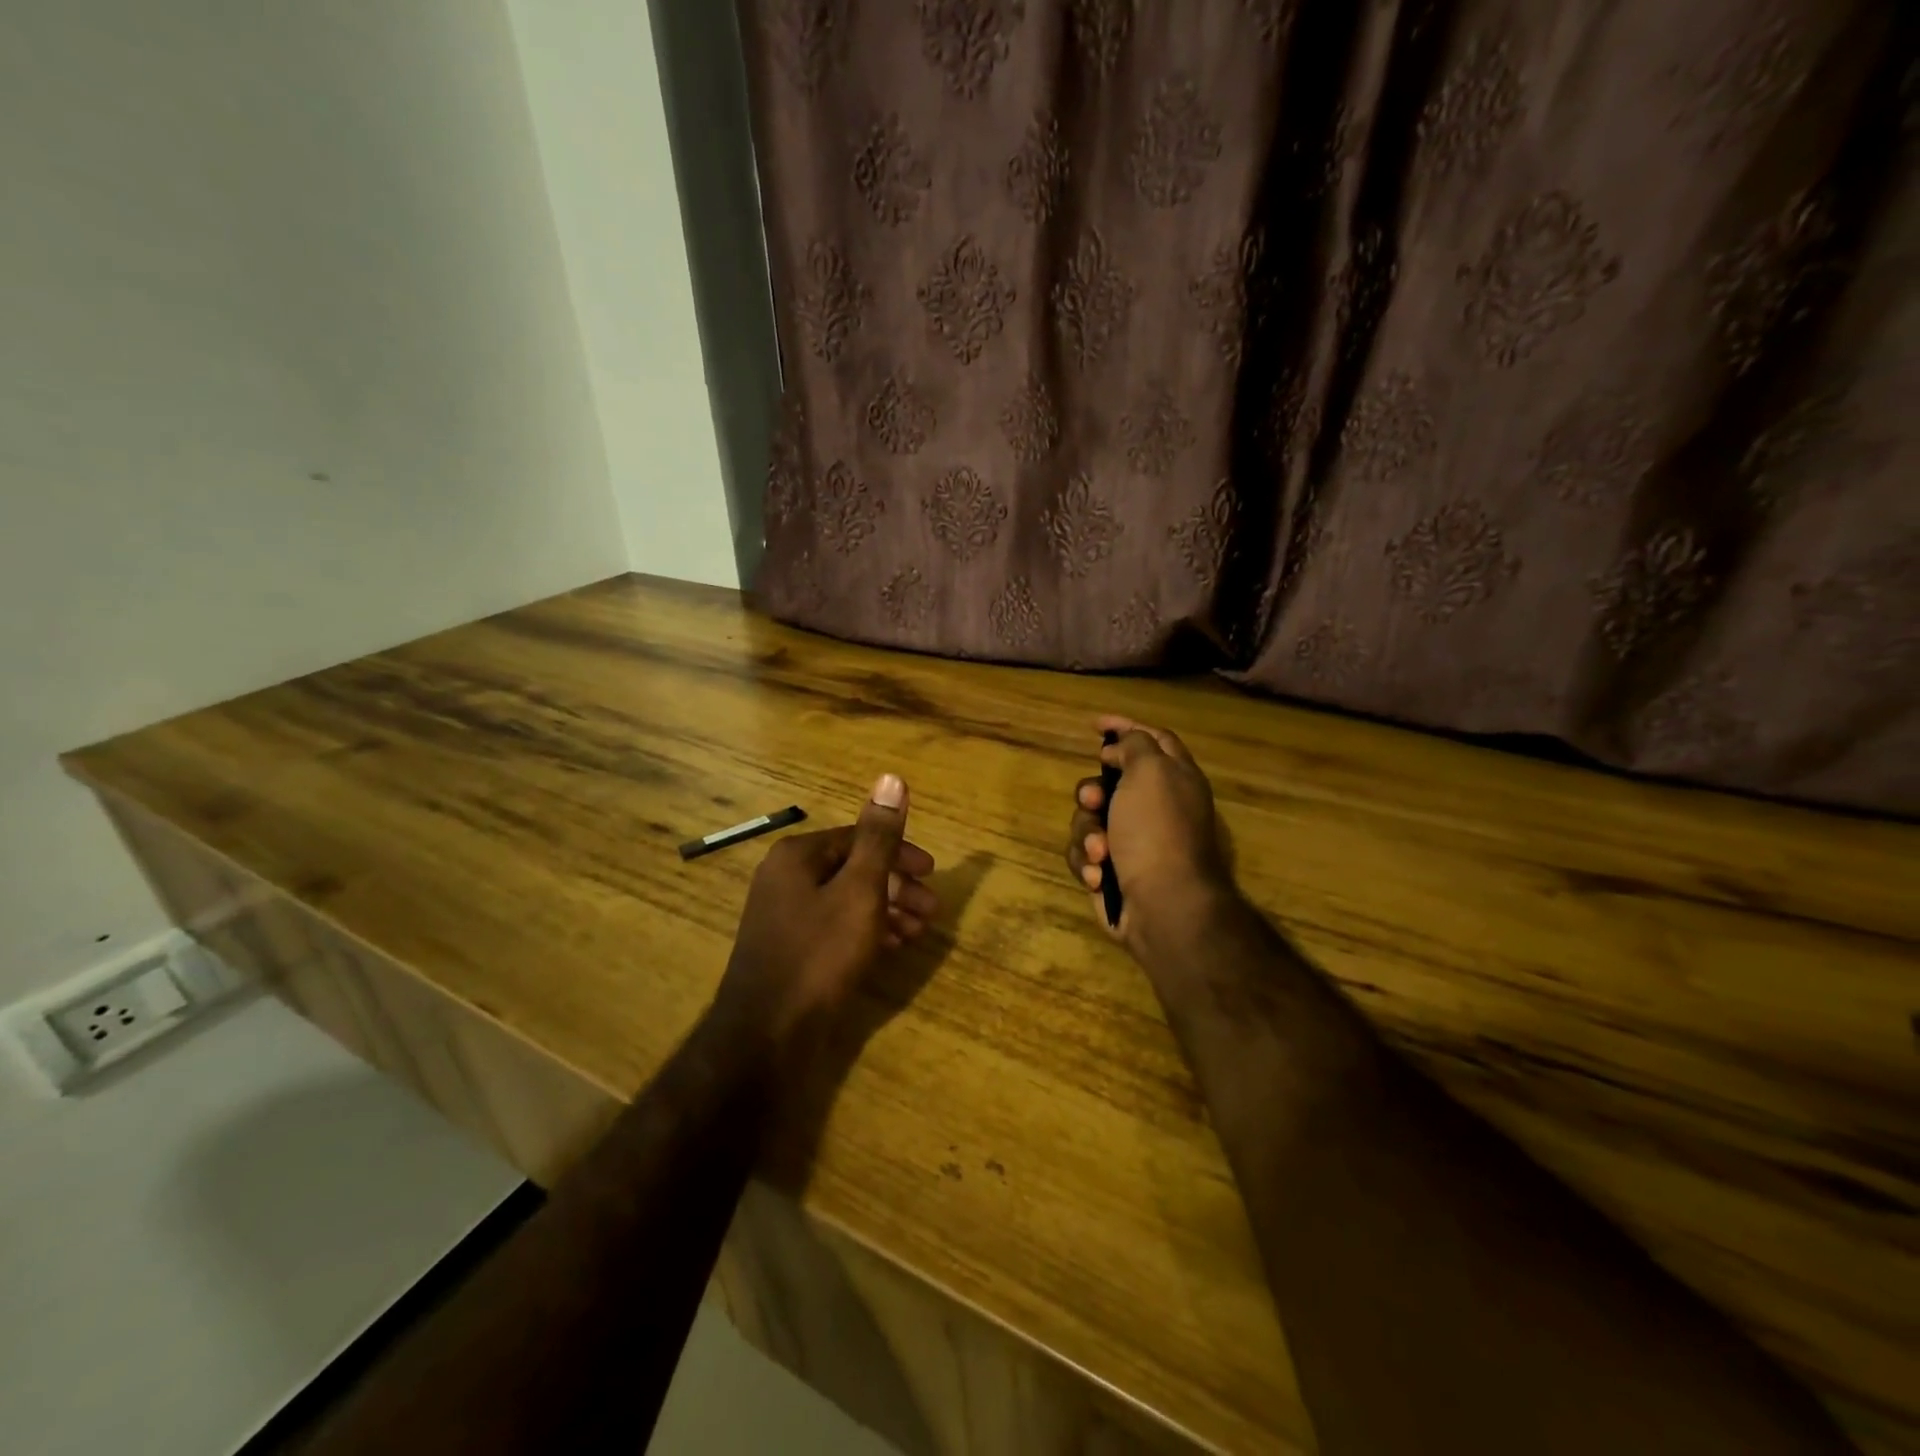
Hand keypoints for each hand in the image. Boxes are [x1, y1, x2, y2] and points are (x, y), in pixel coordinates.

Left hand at [714, 774, 938, 1047]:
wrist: (766, 1035)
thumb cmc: (820, 954)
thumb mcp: (860, 891)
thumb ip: (879, 837)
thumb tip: (892, 778)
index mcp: (798, 856)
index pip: (858, 838)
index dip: (900, 853)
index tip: (932, 874)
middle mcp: (785, 878)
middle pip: (853, 869)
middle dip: (898, 888)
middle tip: (933, 910)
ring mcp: (784, 916)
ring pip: (847, 901)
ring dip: (888, 911)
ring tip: (920, 933)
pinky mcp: (789, 949)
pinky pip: (835, 927)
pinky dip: (866, 932)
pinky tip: (892, 949)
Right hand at [1066, 716, 1233, 955]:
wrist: (1162, 905)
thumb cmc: (1157, 831)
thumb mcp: (1150, 771)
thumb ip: (1134, 745)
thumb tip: (1116, 751)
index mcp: (1173, 778)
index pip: (1151, 739)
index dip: (1124, 727)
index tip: (1095, 725)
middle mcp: (1153, 806)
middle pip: (1108, 781)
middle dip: (1091, 791)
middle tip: (1094, 800)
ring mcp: (1131, 840)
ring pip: (1087, 818)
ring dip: (1087, 833)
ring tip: (1101, 852)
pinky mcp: (1111, 870)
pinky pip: (1083, 853)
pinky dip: (1087, 862)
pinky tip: (1100, 876)